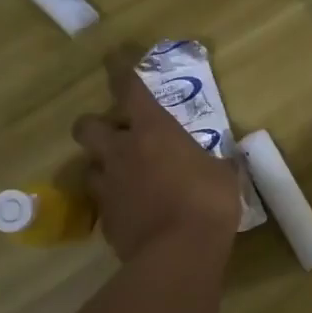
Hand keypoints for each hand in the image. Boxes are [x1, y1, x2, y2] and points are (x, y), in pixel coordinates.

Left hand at [72, 47, 241, 264]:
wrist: (178, 254)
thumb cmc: (207, 203)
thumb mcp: (224, 177)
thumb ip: (217, 165)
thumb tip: (225, 163)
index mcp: (153, 132)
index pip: (129, 90)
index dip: (119, 70)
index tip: (113, 57)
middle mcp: (122, 153)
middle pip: (87, 127)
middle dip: (96, 126)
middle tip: (116, 135)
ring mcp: (108, 188)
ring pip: (90, 166)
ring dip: (104, 167)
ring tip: (124, 176)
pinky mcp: (106, 220)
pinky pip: (104, 203)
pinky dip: (116, 202)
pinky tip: (135, 212)